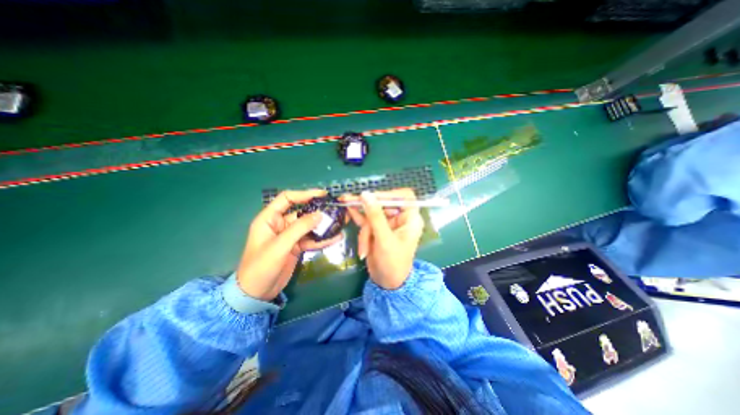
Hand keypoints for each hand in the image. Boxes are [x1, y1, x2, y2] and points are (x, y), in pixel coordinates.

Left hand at [235, 189, 341, 299]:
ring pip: (308, 227)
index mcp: (269, 219)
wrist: (256, 293)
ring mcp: (289, 236)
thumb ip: (299, 228)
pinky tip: (336, 238)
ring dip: (323, 226)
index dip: (304, 194)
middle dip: (318, 211)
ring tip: (340, 223)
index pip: (287, 199)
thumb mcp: (280, 246)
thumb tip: (320, 214)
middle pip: (302, 213)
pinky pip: (311, 239)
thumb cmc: (261, 266)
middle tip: (336, 210)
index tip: (322, 194)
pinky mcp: (296, 247)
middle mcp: (280, 225)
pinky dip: (322, 239)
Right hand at [344, 190, 424, 289]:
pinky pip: (367, 219)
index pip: (404, 197)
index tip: (374, 197)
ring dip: (361, 215)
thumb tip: (366, 194)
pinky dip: (358, 216)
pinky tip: (348, 208)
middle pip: (384, 204)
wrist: (386, 282)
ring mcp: (387, 223)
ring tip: (344, 202)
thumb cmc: (392, 262)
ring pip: (373, 212)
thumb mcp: (384, 239)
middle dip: (367, 208)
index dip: (390, 194)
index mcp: (410, 219)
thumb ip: (375, 216)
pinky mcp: (377, 229)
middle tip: (349, 200)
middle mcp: (400, 218)